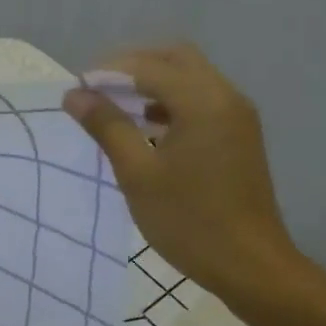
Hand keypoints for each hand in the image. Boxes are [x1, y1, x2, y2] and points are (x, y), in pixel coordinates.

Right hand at [64, 43, 301, 298]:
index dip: (107, 72)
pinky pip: (201, 102)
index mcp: (204, 101)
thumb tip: (75, 95)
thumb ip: (107, 127)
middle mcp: (226, 97)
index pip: (148, 66)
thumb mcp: (138, 174)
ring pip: (190, 79)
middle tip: (97, 90)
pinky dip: (171, 103)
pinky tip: (146, 128)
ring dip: (152, 84)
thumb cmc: (189, 221)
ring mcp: (237, 116)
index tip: (75, 90)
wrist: (250, 266)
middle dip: (133, 67)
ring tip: (114, 108)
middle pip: (175, 59)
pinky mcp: (239, 136)